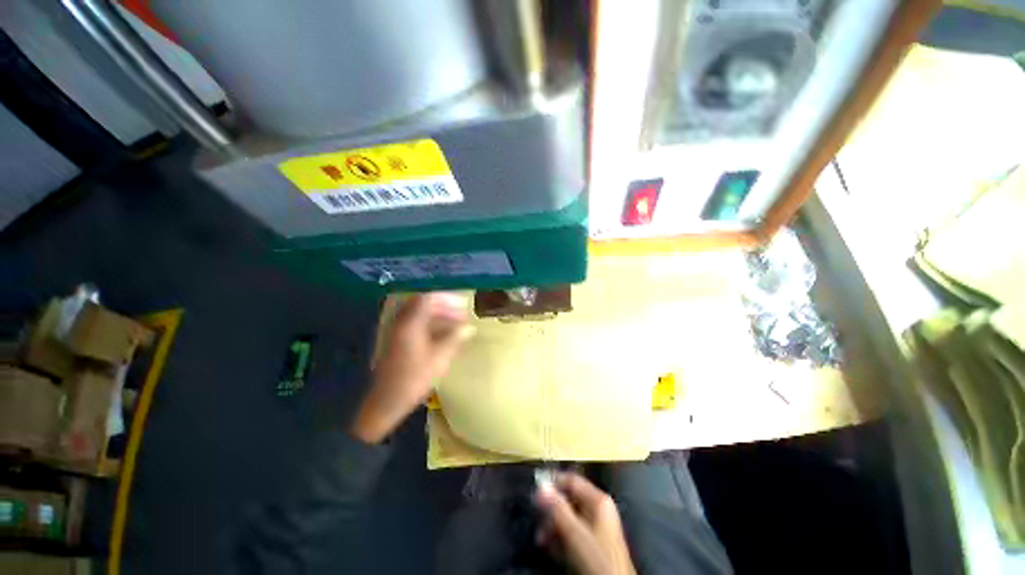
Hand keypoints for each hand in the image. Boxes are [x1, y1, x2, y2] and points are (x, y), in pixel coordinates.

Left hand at [351, 292, 472, 442]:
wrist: (387, 401)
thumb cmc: (414, 378)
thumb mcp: (440, 358)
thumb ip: (455, 339)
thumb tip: (470, 327)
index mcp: (410, 323)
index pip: (428, 299)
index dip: (446, 298)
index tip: (462, 303)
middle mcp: (401, 323)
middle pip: (423, 304)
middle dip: (443, 306)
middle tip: (460, 312)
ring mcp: (397, 332)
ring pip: (419, 315)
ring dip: (437, 315)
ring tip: (455, 322)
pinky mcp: (397, 341)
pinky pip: (415, 324)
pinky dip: (430, 324)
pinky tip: (442, 334)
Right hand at [535, 473, 636, 574]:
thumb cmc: (596, 558)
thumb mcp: (575, 532)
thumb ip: (558, 508)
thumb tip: (541, 486)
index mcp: (598, 500)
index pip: (572, 480)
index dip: (553, 482)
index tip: (535, 489)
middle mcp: (598, 509)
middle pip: (569, 500)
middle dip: (551, 510)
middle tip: (537, 521)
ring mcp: (597, 527)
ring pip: (568, 518)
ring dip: (553, 526)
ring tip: (542, 539)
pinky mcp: (594, 544)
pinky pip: (572, 533)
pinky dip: (560, 538)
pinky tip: (551, 547)